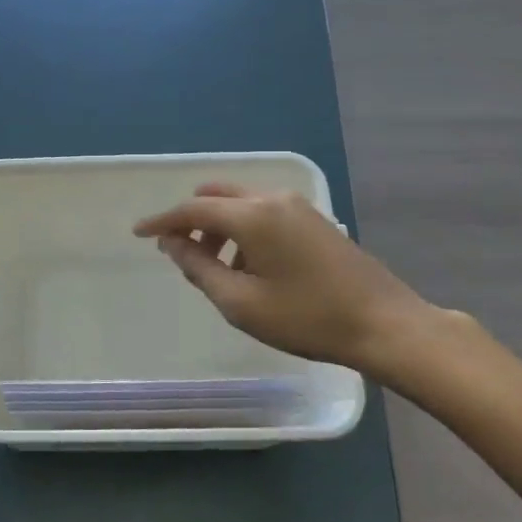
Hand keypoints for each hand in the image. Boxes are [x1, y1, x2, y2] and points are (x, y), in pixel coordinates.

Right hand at [133, 183, 454, 385]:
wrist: (384, 324)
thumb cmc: (307, 318)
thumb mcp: (242, 303)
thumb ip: (200, 269)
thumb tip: (173, 244)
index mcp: (253, 216)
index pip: (193, 210)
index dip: (162, 221)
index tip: (138, 233)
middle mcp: (273, 199)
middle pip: (216, 197)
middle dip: (190, 220)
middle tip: (177, 252)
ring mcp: (298, 206)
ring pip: (240, 202)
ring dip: (217, 226)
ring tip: (213, 268)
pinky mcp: (314, 219)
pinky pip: (263, 212)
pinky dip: (242, 229)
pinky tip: (248, 265)